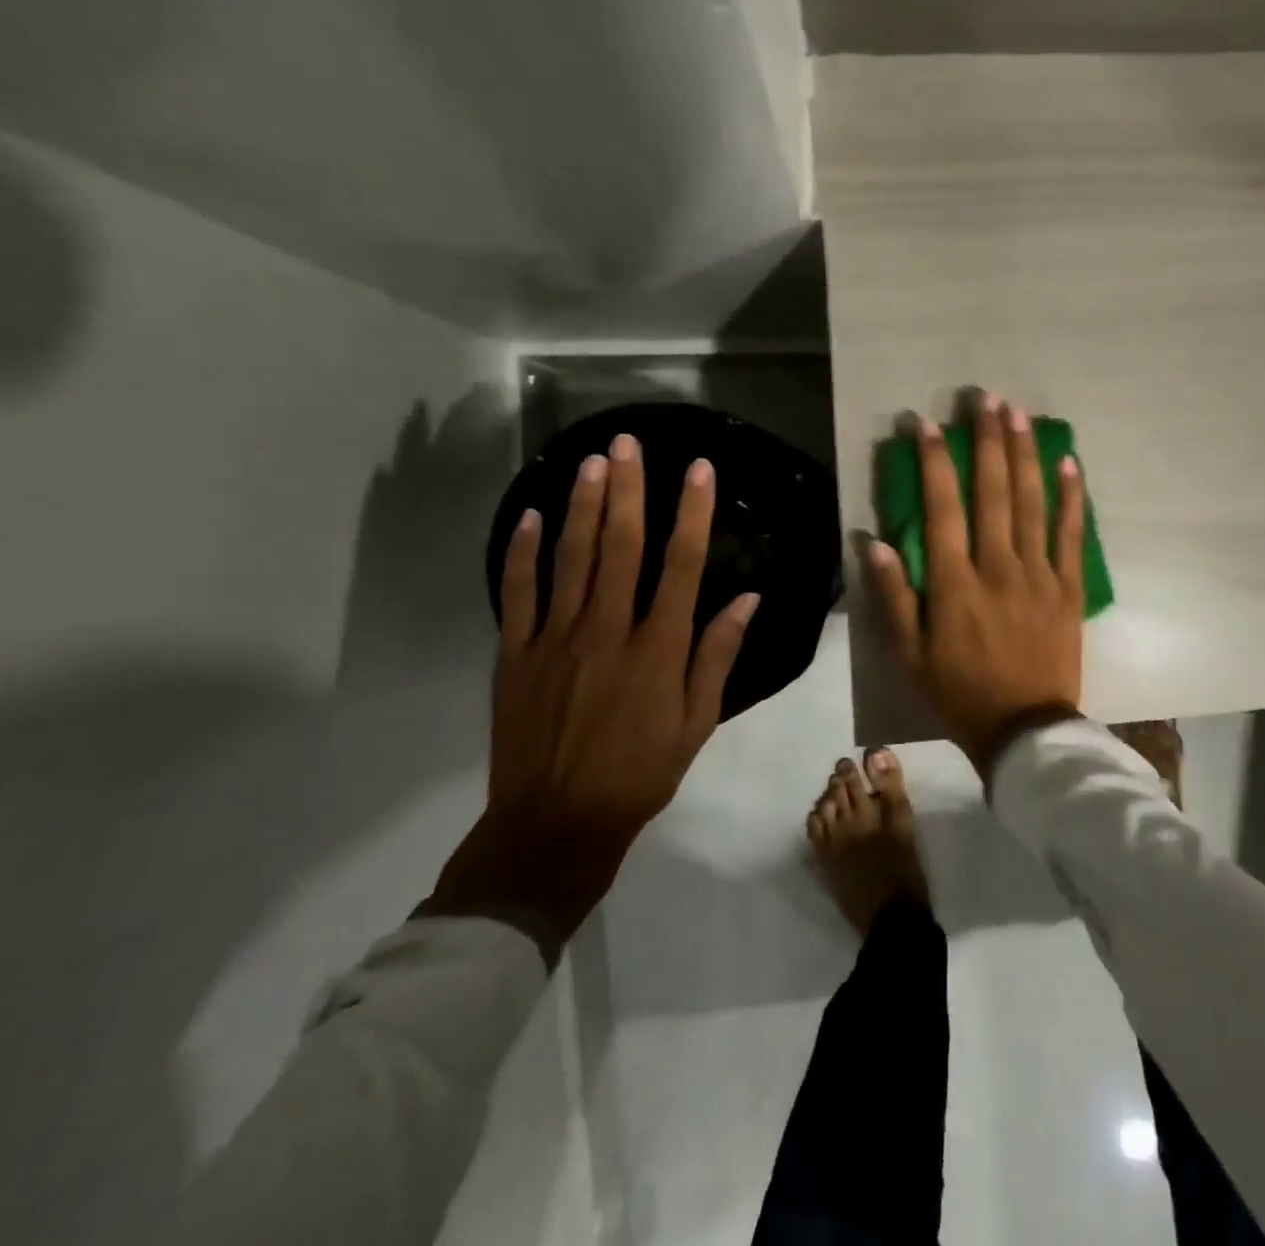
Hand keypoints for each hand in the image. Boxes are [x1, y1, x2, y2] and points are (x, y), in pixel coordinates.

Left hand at [424, 433, 758, 960]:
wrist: (557, 822)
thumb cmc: (641, 772)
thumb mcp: (698, 721)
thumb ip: (718, 655)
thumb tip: (747, 598)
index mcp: (659, 647)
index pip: (681, 564)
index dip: (692, 513)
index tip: (699, 470)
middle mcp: (608, 629)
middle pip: (620, 546)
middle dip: (628, 489)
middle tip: (630, 443)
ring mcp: (556, 638)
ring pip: (570, 557)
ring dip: (581, 505)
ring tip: (591, 461)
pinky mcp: (516, 653)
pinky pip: (518, 592)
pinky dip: (523, 552)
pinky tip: (531, 515)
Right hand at [867, 394, 1085, 773]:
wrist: (1026, 731)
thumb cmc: (960, 693)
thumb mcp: (910, 654)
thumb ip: (893, 596)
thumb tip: (873, 540)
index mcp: (956, 584)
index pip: (942, 508)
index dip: (932, 462)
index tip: (925, 423)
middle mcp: (999, 568)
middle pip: (993, 492)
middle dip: (987, 441)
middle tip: (985, 398)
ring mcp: (1040, 575)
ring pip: (1032, 503)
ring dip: (1025, 454)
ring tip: (1019, 413)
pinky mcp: (1070, 588)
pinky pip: (1072, 534)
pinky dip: (1073, 497)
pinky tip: (1070, 462)